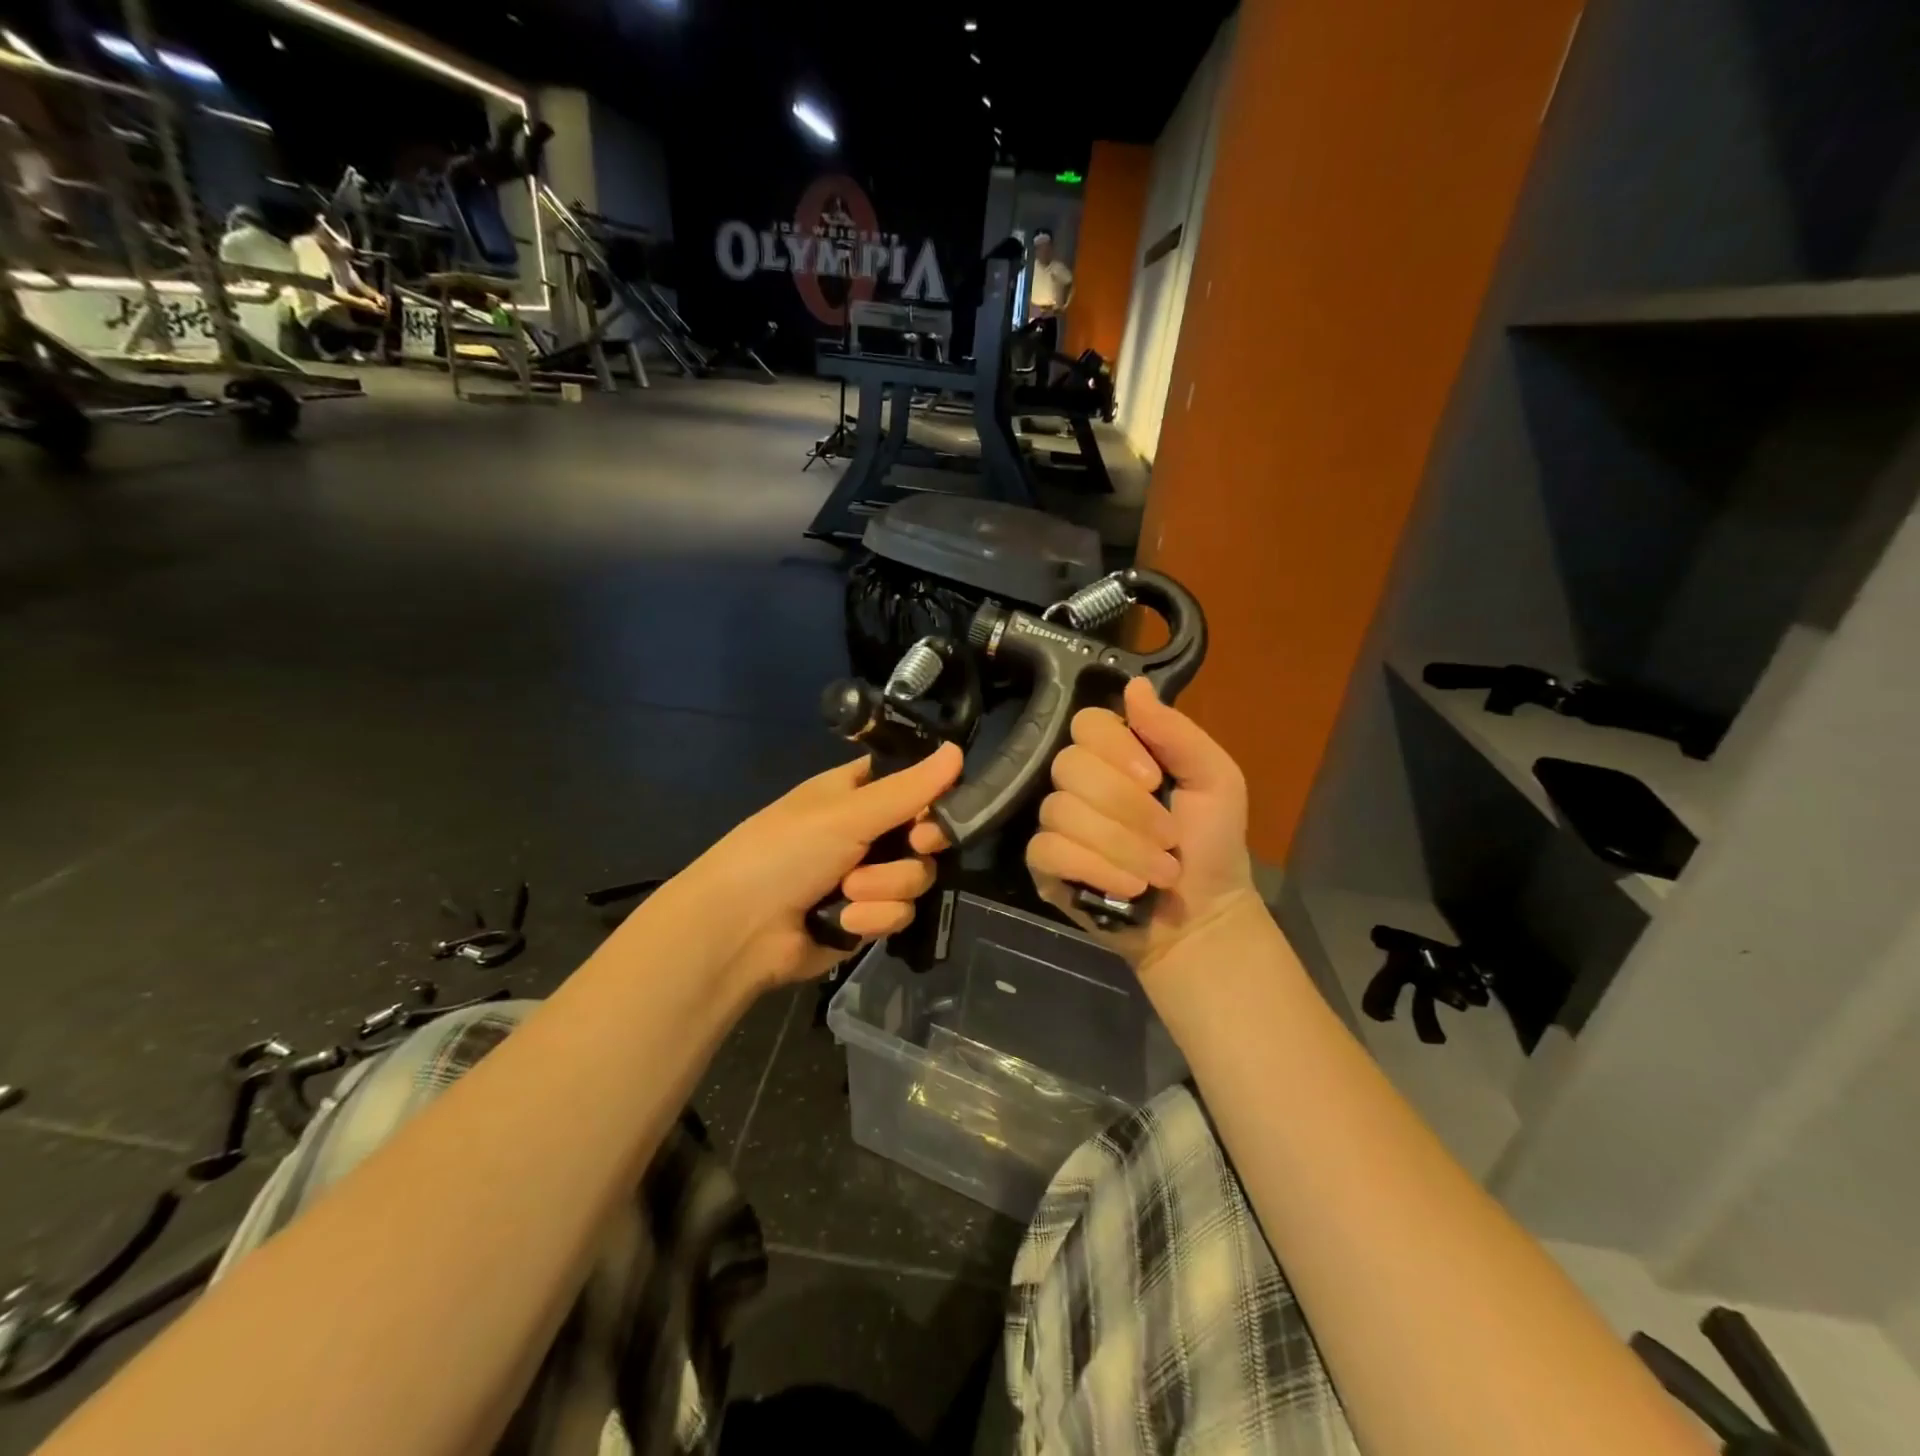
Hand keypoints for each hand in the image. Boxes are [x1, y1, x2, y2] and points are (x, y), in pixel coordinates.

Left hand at [659, 743, 963, 995]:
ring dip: (884, 887)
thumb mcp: (847, 813)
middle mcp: (868, 833)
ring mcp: (868, 878)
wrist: (739, 929)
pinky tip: (841, 923)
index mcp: (858, 794)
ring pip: (917, 878)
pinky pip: (899, 914)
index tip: (939, 809)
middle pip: (927, 836)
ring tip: (847, 891)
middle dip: (914, 848)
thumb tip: (958, 751)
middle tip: (911, 845)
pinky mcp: (867, 919)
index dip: (934, 797)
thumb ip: (908, 789)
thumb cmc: (785, 851)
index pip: (914, 785)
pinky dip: (872, 919)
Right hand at [912, 678, 1259, 975]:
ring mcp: (1057, 823)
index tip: (1154, 779)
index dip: (1116, 749)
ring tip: (1159, 872)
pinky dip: (1095, 868)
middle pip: (1070, 765)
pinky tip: (1128, 886)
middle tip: (1169, 837)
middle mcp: (1079, 782)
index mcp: (1117, 754)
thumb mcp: (1215, 780)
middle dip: (1127, 808)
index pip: (1086, 723)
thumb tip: (1133, 684)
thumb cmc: (1212, 843)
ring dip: (1122, 846)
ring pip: (1060, 811)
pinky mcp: (1044, 865)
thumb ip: (1176, 732)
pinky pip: (1047, 850)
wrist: (1203, 915)